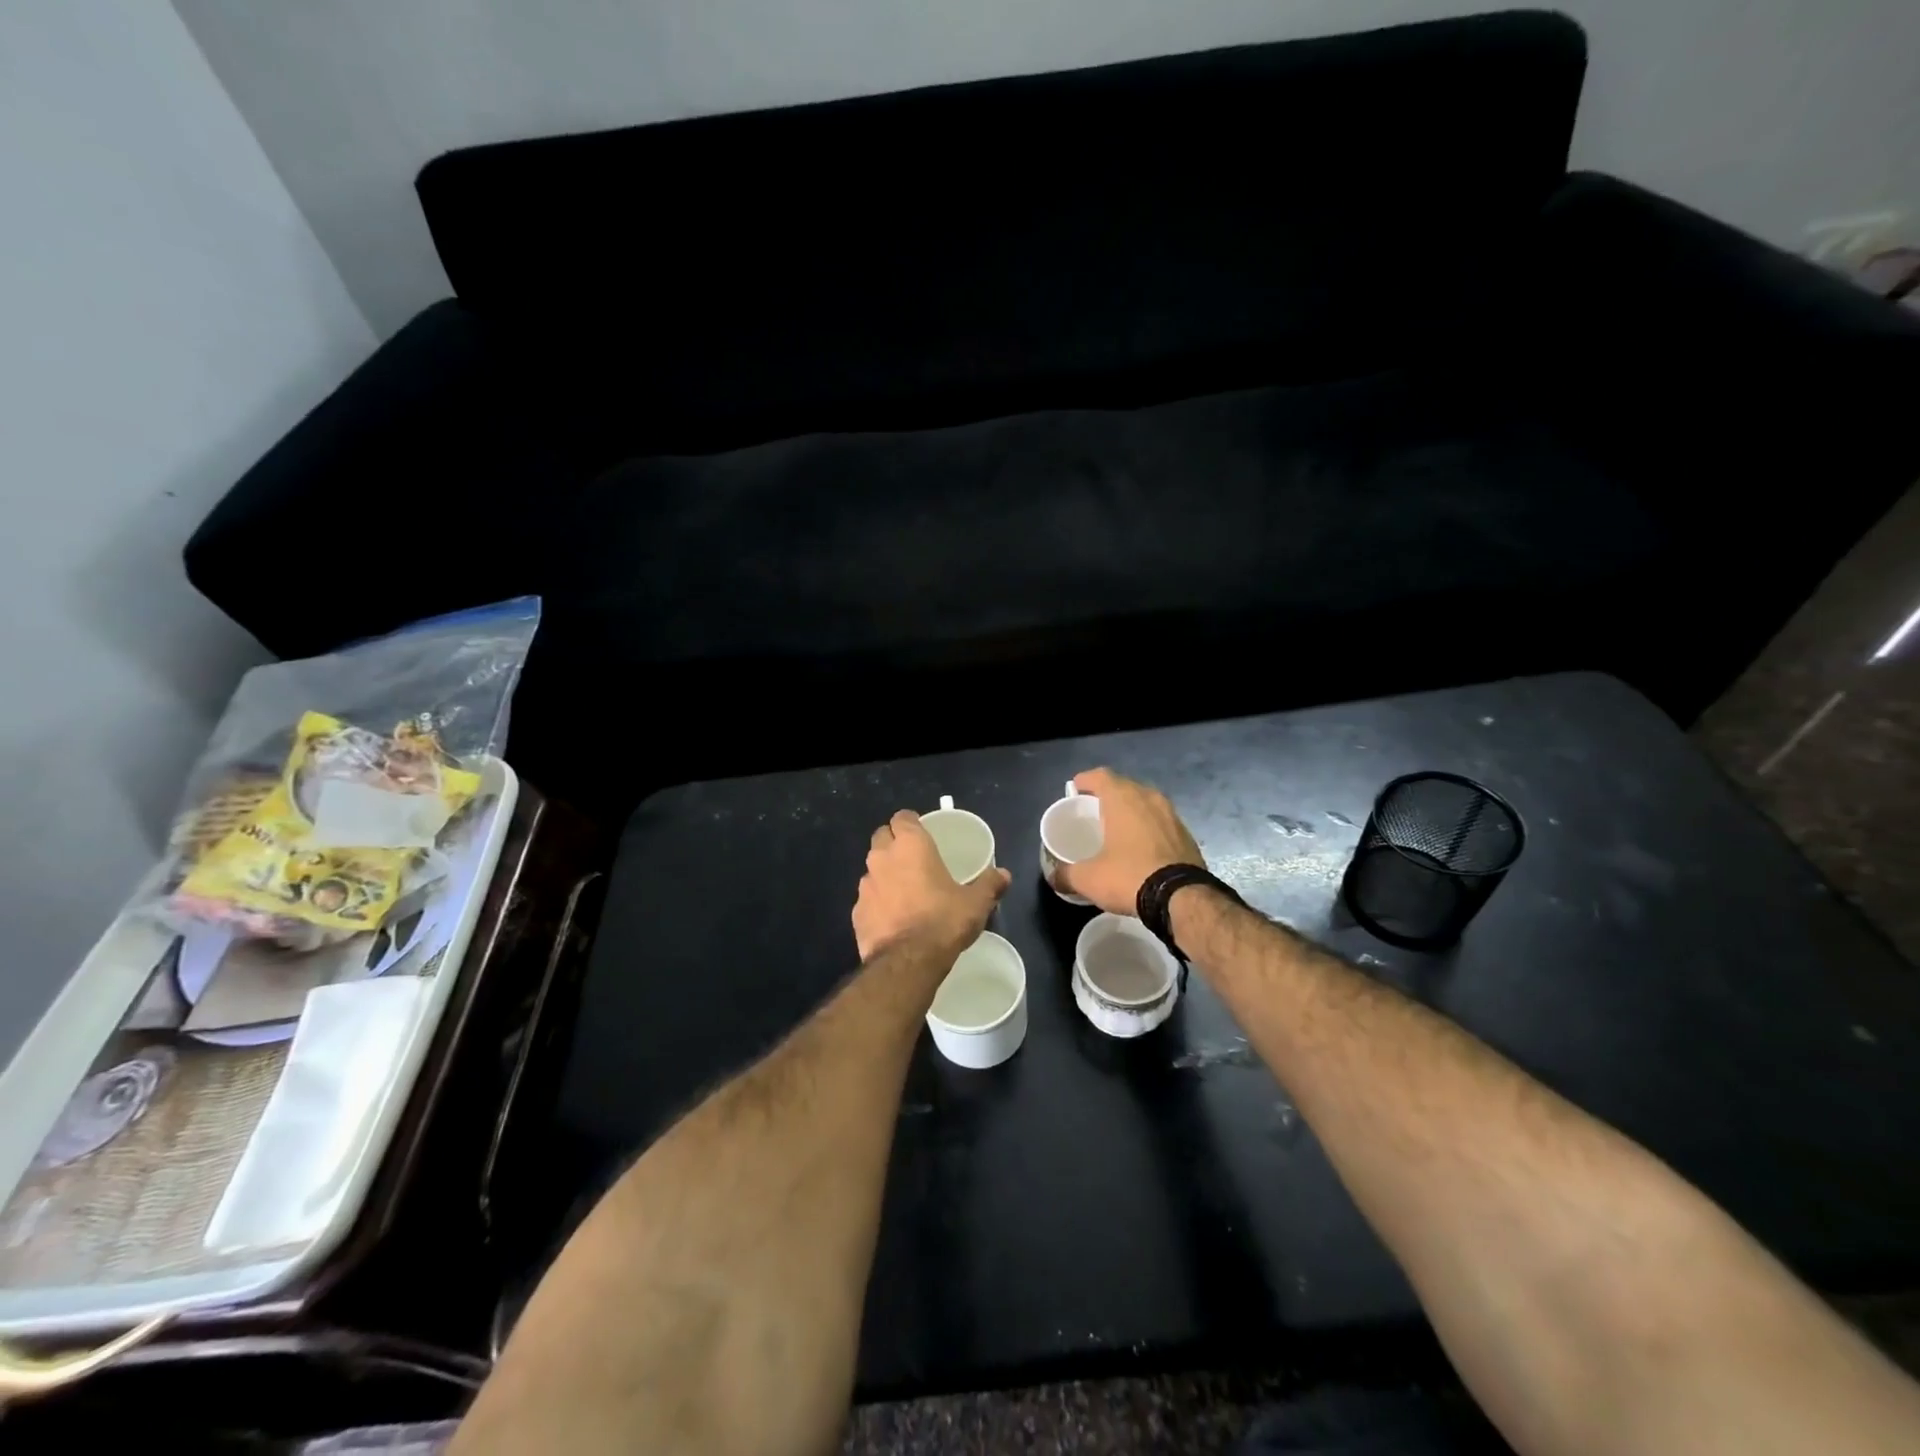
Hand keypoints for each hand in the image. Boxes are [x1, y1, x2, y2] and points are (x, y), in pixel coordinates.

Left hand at [853, 810, 1011, 961]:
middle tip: (913, 858)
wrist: (907, 962)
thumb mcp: (976, 903)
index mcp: (911, 845)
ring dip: (885, 873)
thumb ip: (989, 884)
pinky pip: (867, 898)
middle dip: (893, 842)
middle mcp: (883, 858)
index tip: (922, 832)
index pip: (902, 817)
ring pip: (872, 869)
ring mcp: (865, 885)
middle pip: (882, 837)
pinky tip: (892, 918)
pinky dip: (877, 902)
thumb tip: (1003, 874)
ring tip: (904, 890)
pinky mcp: (856, 912)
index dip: (910, 822)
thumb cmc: (944, 921)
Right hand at [1055, 768, 1204, 916]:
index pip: (1100, 775)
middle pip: (1124, 787)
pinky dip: (1148, 828)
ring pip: (1145, 803)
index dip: (1085, 781)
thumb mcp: (1088, 879)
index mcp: (1123, 798)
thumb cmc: (1129, 876)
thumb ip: (1066, 874)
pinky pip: (1161, 822)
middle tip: (1094, 812)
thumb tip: (1053, 877)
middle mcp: (1149, 798)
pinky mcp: (1187, 834)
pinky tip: (1141, 848)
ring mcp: (1172, 815)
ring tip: (1117, 829)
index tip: (1075, 791)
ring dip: (1131, 812)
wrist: (1183, 898)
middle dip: (1107, 796)